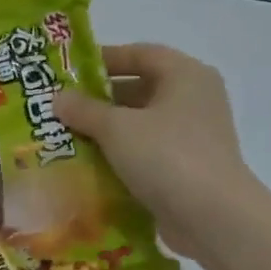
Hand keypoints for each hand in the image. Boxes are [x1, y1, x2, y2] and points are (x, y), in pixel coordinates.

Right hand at [55, 44, 262, 257]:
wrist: (212, 216)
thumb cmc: (166, 156)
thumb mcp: (116, 127)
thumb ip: (84, 109)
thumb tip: (58, 98)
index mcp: (185, 76)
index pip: (140, 53)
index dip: (104, 58)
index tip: (69, 72)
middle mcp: (193, 99)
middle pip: (140, 88)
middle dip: (99, 98)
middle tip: (60, 108)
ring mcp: (192, 134)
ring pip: (140, 122)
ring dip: (105, 129)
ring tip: (66, 136)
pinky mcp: (186, 165)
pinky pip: (146, 150)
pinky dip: (119, 153)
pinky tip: (88, 164)